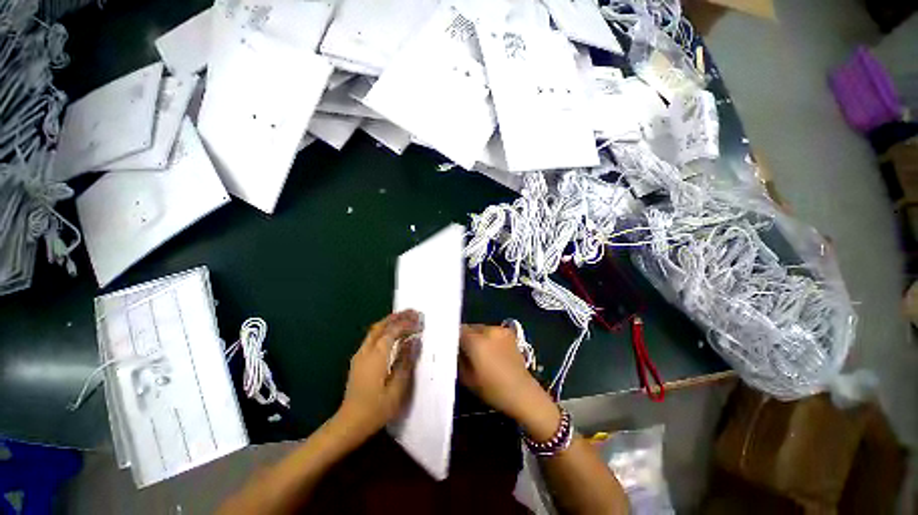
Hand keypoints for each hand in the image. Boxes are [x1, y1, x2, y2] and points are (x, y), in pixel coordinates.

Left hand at [337, 310, 421, 436]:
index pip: (392, 332)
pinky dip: (384, 330)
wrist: (349, 424)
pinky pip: (372, 338)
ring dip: (390, 322)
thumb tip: (414, 341)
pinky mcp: (358, 361)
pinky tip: (393, 334)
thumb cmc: (376, 409)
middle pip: (381, 326)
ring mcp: (360, 355)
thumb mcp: (397, 388)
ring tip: (405, 318)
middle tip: (413, 312)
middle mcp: (366, 351)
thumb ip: (406, 362)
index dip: (407, 324)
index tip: (420, 322)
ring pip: (375, 331)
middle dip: (397, 317)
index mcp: (376, 356)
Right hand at [459, 324, 558, 438]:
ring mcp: (500, 330)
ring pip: (481, 329)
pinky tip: (491, 352)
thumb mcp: (467, 379)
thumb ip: (457, 360)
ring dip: (477, 337)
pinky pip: (492, 332)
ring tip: (479, 352)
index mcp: (476, 341)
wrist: (523, 393)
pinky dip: (488, 338)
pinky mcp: (509, 333)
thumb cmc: (492, 389)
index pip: (458, 330)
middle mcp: (488, 330)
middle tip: (464, 351)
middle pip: (470, 328)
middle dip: (465, 337)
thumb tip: (453, 350)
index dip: (453, 337)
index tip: (450, 347)